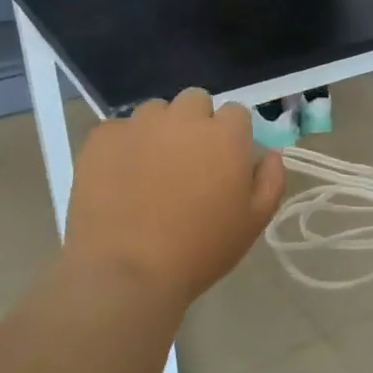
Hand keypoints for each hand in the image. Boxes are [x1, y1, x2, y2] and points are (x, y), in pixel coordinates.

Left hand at [61, 90, 284, 317]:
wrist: (127, 270)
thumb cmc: (200, 250)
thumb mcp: (254, 222)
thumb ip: (271, 180)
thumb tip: (269, 153)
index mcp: (225, 134)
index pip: (235, 113)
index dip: (231, 136)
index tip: (224, 162)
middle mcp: (183, 118)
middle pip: (195, 101)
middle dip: (196, 123)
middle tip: (188, 162)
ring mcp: (139, 124)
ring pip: (155, 112)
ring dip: (159, 130)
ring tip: (150, 169)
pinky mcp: (102, 138)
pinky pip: (117, 129)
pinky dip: (122, 146)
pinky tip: (118, 177)